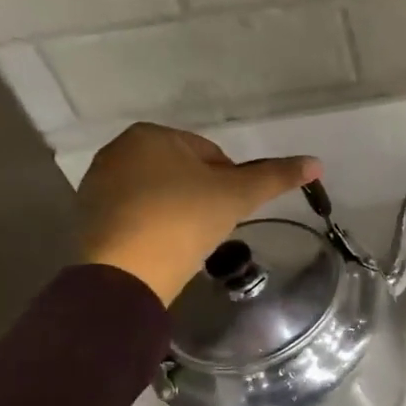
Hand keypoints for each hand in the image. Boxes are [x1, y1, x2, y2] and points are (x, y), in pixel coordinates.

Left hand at [76, 125, 318, 304]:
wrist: (127, 270)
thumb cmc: (185, 220)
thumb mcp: (237, 195)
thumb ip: (276, 176)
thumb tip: (316, 163)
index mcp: (152, 135)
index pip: (210, 153)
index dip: (230, 182)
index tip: (232, 209)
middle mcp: (119, 151)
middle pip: (182, 171)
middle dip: (202, 195)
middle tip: (214, 226)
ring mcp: (99, 184)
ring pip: (158, 193)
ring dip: (179, 211)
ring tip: (190, 240)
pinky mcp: (89, 216)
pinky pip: (136, 215)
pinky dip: (154, 227)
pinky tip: (165, 248)